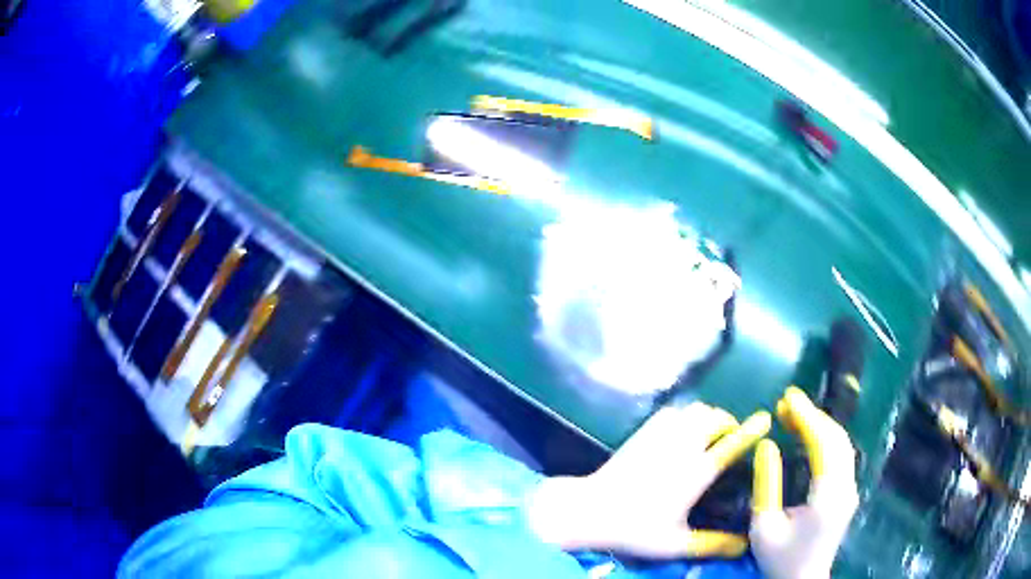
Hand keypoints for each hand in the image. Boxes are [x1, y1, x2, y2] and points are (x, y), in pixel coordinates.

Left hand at [527, 403, 769, 557]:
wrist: (591, 509)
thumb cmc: (636, 529)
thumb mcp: (676, 544)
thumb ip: (713, 544)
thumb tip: (745, 545)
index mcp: (697, 472)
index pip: (732, 444)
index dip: (751, 430)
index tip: (764, 419)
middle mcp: (684, 446)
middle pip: (716, 419)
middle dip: (730, 424)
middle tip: (731, 439)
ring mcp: (662, 434)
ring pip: (696, 410)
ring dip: (709, 417)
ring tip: (710, 434)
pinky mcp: (644, 430)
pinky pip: (674, 411)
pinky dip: (686, 415)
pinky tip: (683, 431)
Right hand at [750, 387, 858, 578]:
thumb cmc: (780, 558)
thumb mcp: (764, 526)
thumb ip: (766, 484)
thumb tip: (766, 444)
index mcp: (828, 496)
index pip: (824, 444)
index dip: (807, 417)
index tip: (788, 397)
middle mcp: (846, 487)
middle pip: (837, 438)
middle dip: (813, 415)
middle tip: (787, 401)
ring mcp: (850, 489)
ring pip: (842, 444)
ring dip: (820, 425)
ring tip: (793, 413)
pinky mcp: (847, 492)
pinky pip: (840, 455)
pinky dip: (824, 439)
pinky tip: (808, 435)